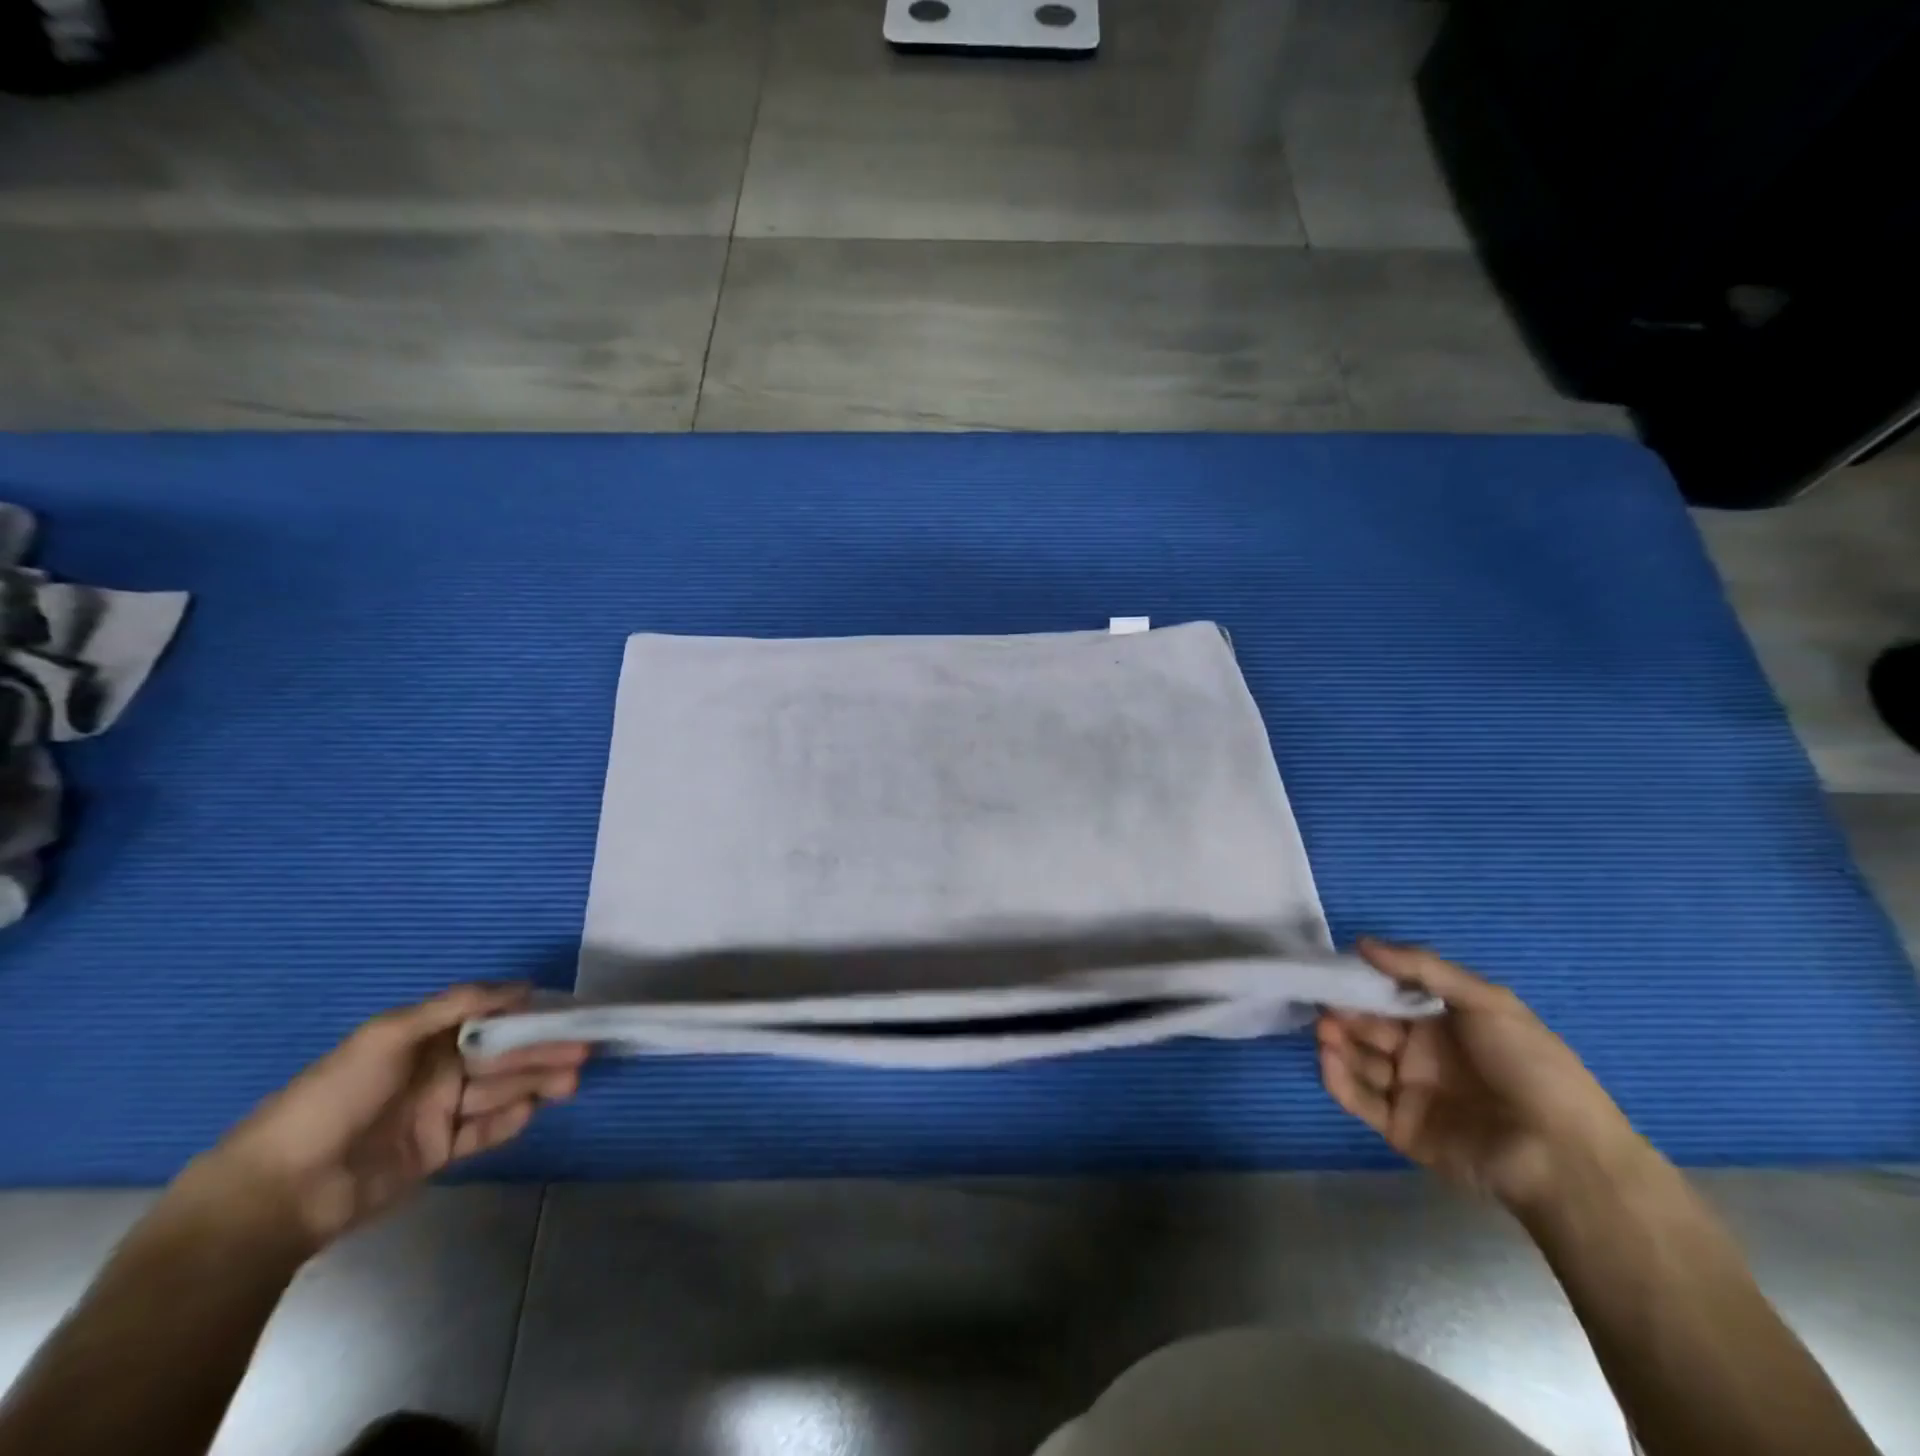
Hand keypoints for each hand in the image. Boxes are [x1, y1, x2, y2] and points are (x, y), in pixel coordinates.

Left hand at [183, 985, 589, 1251]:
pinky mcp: (436, 1153)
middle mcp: (437, 1070)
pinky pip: (483, 1132)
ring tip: (571, 1080)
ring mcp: (437, 1113)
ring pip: (500, 1091)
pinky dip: (509, 1122)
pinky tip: (532, 1112)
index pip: (490, 1020)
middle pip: (502, 1056)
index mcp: (426, 1038)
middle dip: (543, 1051)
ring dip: (537, 1083)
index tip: (568, 1012)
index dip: (530, 1015)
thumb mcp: (389, 1034)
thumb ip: (456, 1004)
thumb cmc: (335, 1097)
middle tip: (583, 1050)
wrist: (279, 1192)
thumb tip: (522, 986)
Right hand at [1317, 939, 1649, 1214]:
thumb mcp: (1488, 1002)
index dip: (1363, 983)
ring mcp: (1411, 1092)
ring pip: (1360, 1060)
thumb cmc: (1530, 1068)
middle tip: (1326, 1006)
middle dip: (1344, 1013)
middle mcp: (1423, 1054)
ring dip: (1337, 1043)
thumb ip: (1422, 968)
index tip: (1334, 970)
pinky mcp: (1401, 1128)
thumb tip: (1360, 942)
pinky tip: (1329, 1060)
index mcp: (1445, 1023)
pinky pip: (1361, 1099)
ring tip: (1326, 1032)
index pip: (1391, 995)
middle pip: (1369, 1026)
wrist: (1562, 1156)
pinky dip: (1339, 1079)